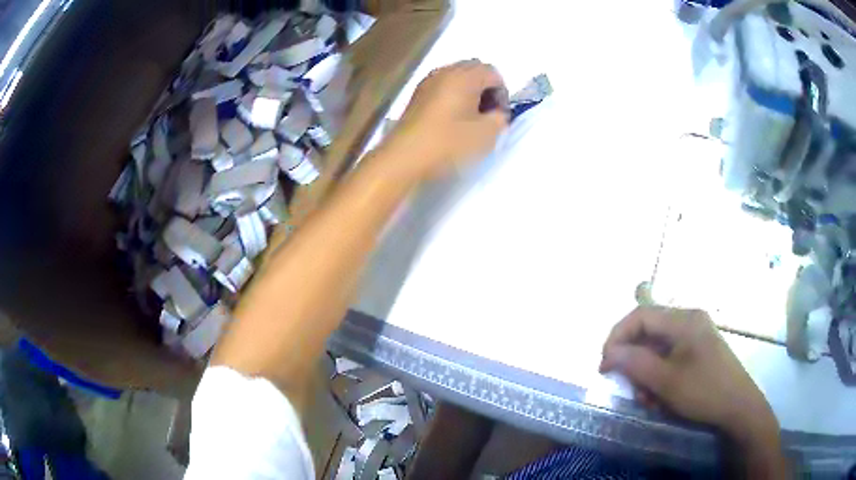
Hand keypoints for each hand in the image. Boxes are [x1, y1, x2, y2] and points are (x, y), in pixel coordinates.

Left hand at [385, 59, 509, 178]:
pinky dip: (452, 98)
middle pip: (474, 71)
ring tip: (469, 120)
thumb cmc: (449, 143)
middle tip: (486, 116)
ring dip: (468, 94)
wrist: (404, 157)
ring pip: (457, 79)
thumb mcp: (487, 134)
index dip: (502, 94)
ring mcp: (427, 82)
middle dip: (485, 90)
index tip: (499, 117)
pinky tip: (451, 121)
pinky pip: (442, 88)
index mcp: (465, 75)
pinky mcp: (416, 96)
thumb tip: (496, 112)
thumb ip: (500, 118)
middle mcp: (445, 71)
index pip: (493, 73)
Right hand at [600, 307, 777, 441]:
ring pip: (657, 348)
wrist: (738, 408)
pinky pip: (669, 357)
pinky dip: (659, 376)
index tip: (604, 365)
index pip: (640, 316)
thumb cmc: (704, 392)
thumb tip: (608, 352)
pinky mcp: (698, 350)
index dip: (617, 337)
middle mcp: (689, 320)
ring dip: (646, 373)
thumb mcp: (666, 382)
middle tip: (630, 389)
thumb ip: (635, 363)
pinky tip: (661, 397)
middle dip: (634, 361)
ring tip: (649, 399)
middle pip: (648, 332)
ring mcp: (695, 335)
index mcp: (684, 319)